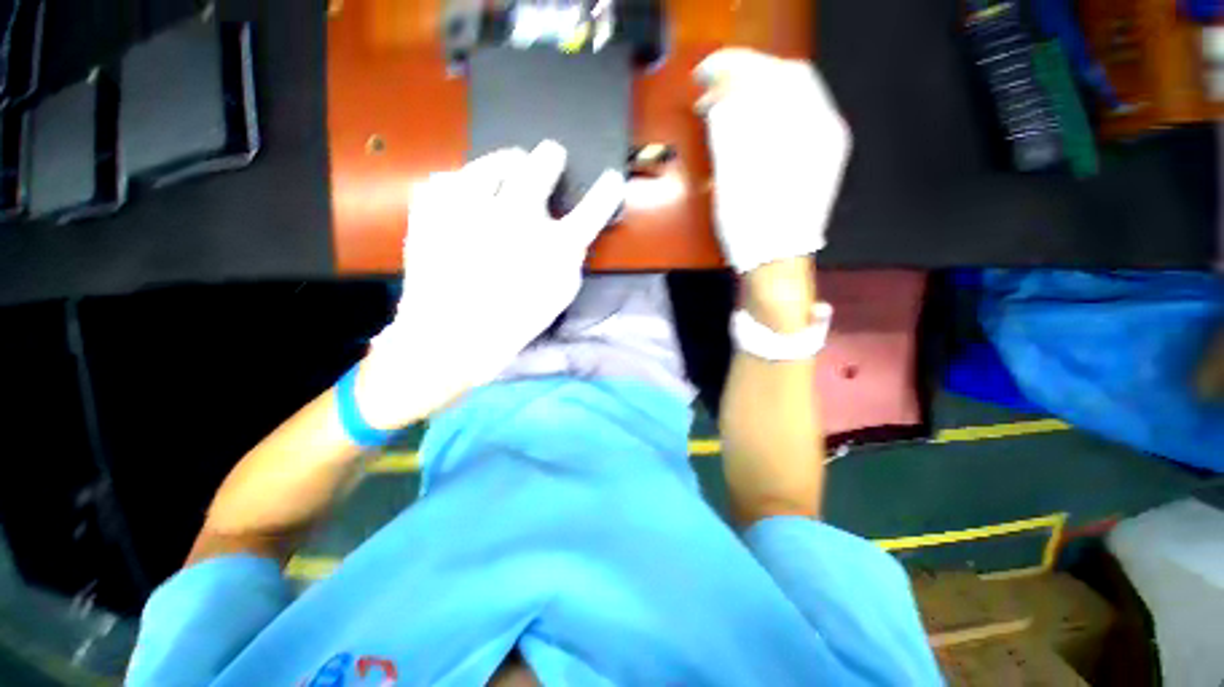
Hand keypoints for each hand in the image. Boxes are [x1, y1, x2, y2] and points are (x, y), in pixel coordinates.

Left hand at [357, 141, 625, 428]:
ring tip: (506, 178)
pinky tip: (465, 202)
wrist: (448, 338)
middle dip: (550, 157)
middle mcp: (515, 217)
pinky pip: (450, 178)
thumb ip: (570, 259)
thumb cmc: (512, 323)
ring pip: (495, 160)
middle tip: (550, 156)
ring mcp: (470, 206)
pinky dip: (461, 185)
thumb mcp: (557, 296)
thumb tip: (571, 231)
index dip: (606, 193)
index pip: (592, 210)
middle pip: (541, 163)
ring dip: (506, 165)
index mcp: (552, 247)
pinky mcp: (433, 207)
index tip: (611, 180)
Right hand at [694, 48, 851, 273]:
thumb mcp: (735, 178)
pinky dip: (768, 112)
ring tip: (724, 107)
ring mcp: (823, 144)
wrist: (776, 263)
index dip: (736, 69)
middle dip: (746, 77)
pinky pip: (795, 118)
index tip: (704, 76)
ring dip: (756, 94)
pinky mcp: (817, 159)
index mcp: (808, 131)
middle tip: (711, 90)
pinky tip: (748, 124)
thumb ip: (730, 131)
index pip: (774, 75)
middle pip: (788, 80)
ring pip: (792, 97)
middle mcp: (824, 129)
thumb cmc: (754, 229)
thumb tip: (717, 99)